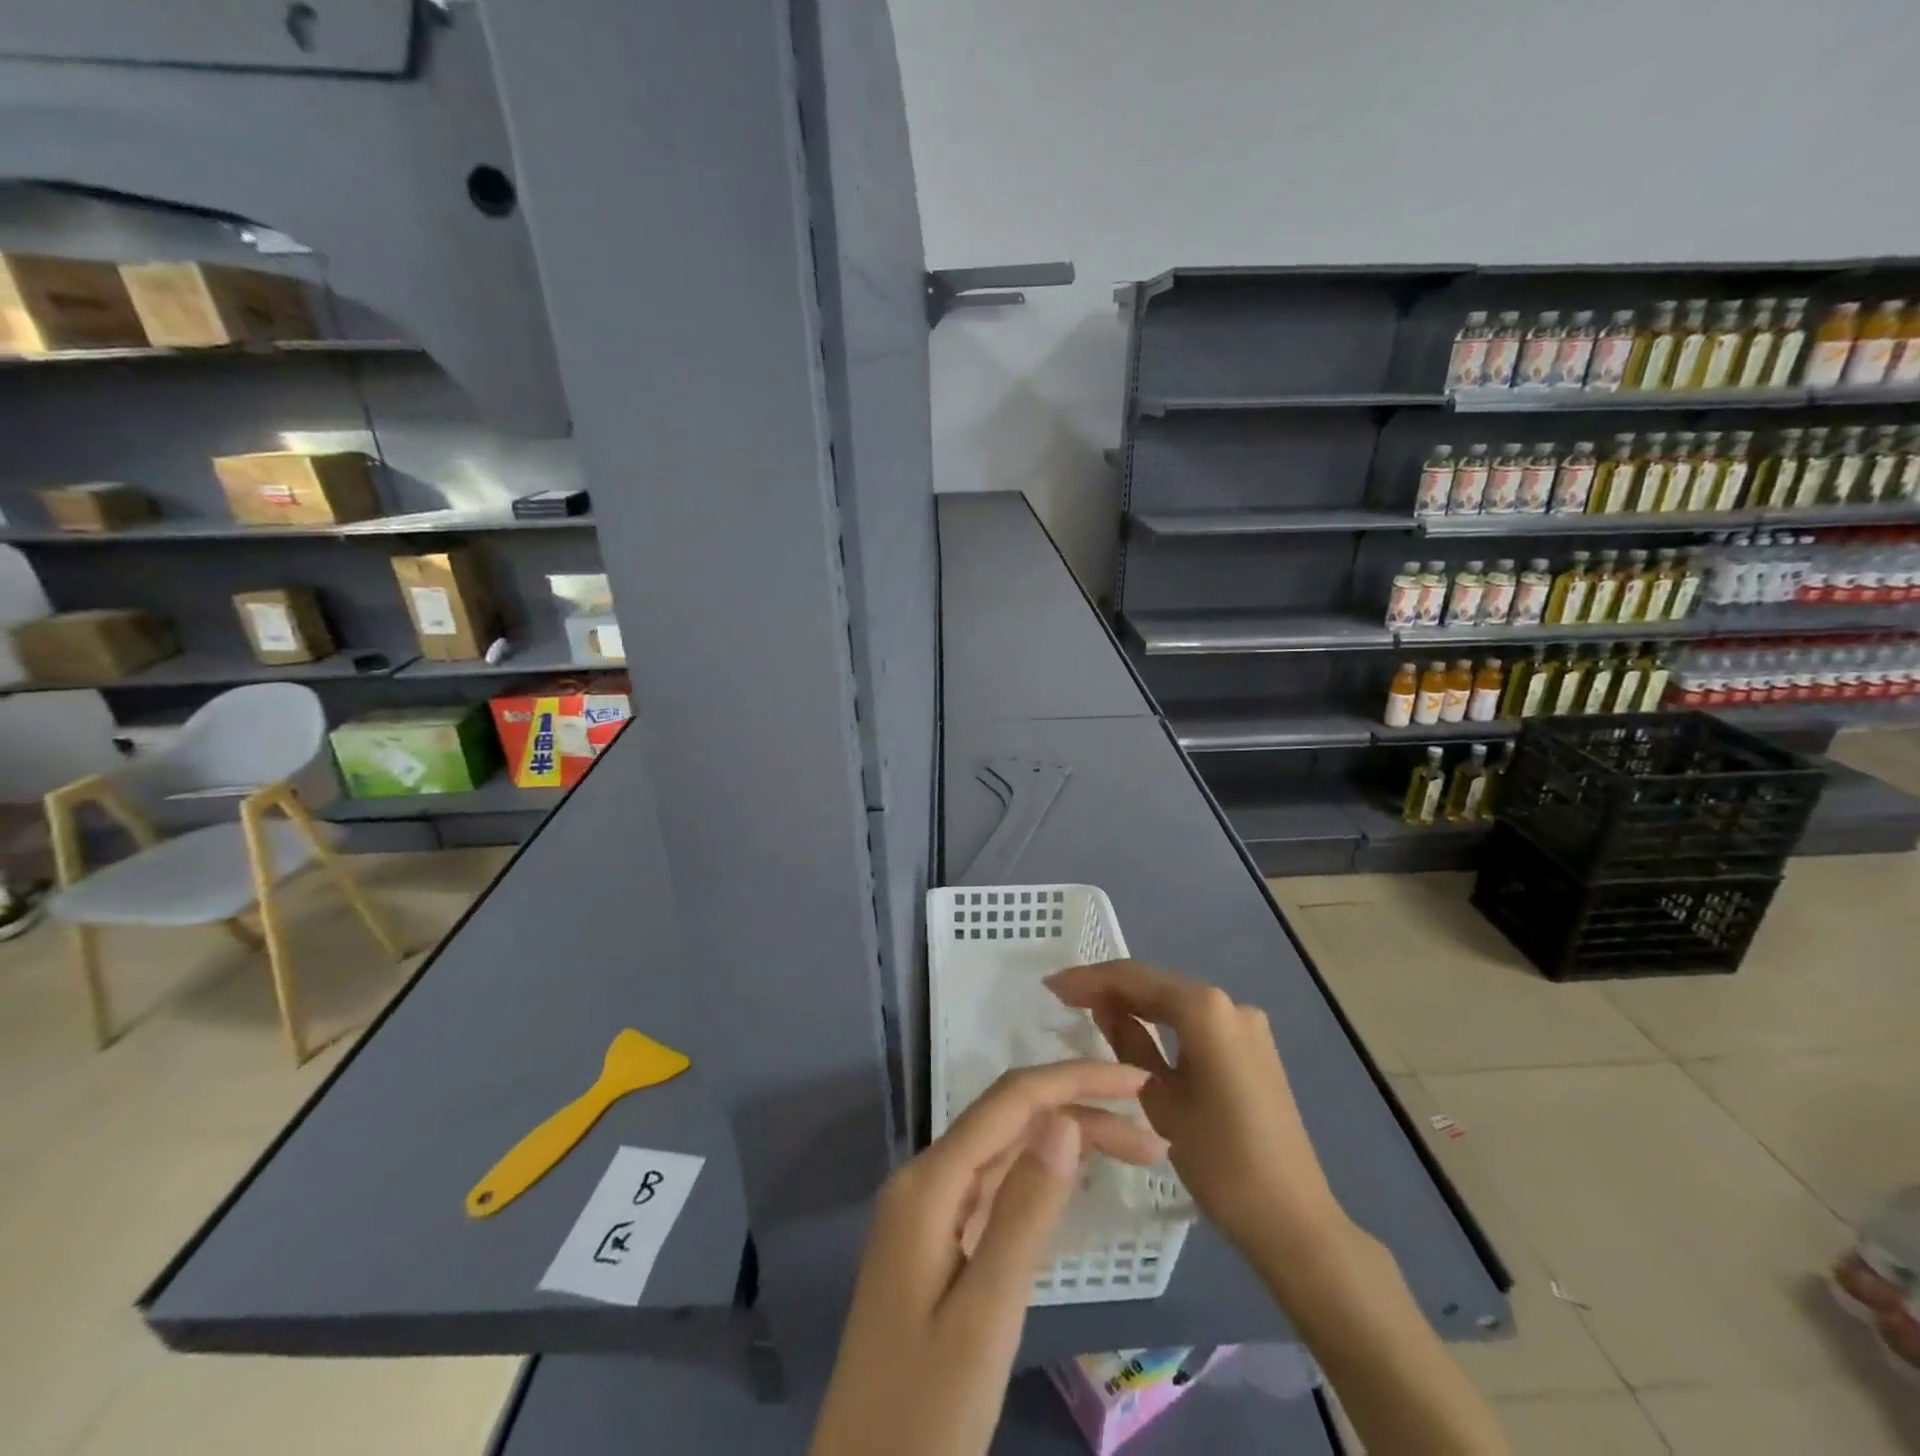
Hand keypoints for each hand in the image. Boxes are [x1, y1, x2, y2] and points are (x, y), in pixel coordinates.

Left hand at [810, 1061, 1167, 1455]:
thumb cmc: (925, 1412)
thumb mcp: (986, 1315)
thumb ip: (1025, 1212)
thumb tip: (1065, 1120)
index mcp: (928, 1183)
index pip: (1010, 1101)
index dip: (1074, 1080)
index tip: (1137, 1082)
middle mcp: (924, 1180)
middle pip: (1010, 1121)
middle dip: (1080, 1111)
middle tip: (1154, 1137)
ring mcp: (927, 1211)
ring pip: (1005, 1151)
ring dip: (1066, 1142)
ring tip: (1135, 1152)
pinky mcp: (936, 1241)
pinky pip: (994, 1186)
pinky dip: (1040, 1176)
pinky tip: (1075, 1179)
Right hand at [1046, 960, 1343, 1251]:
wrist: (1293, 1221)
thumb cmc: (1220, 1162)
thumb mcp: (1160, 1100)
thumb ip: (1128, 1042)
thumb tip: (1104, 1007)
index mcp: (1206, 1009)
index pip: (1135, 978)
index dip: (1089, 979)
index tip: (1051, 986)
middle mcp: (1230, 1003)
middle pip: (1156, 983)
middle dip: (1109, 987)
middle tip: (1062, 997)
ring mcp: (1246, 1024)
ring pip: (1176, 1001)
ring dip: (1134, 1002)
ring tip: (1087, 1009)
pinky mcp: (1252, 1047)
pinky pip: (1196, 1021)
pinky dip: (1162, 1021)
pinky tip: (1134, 1028)